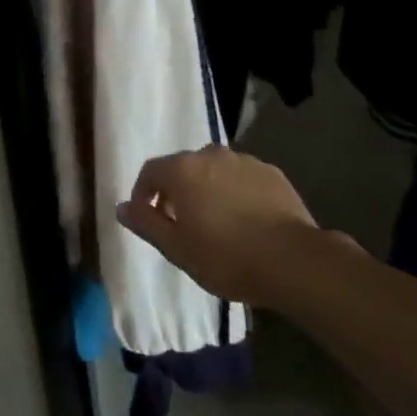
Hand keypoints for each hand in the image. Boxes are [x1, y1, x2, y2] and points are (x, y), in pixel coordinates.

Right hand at [116, 148, 329, 308]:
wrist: (294, 260)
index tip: (148, 218)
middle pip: (183, 168)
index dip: (144, 194)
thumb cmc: (227, 257)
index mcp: (182, 169)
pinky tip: (247, 221)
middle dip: (178, 192)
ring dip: (209, 190)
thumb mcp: (177, 249)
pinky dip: (237, 193)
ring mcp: (244, 161)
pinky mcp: (271, 173)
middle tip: (183, 225)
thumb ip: (146, 224)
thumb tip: (122, 207)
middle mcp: (210, 155)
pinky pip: (243, 179)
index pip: (150, 172)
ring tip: (218, 224)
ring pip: (214, 171)